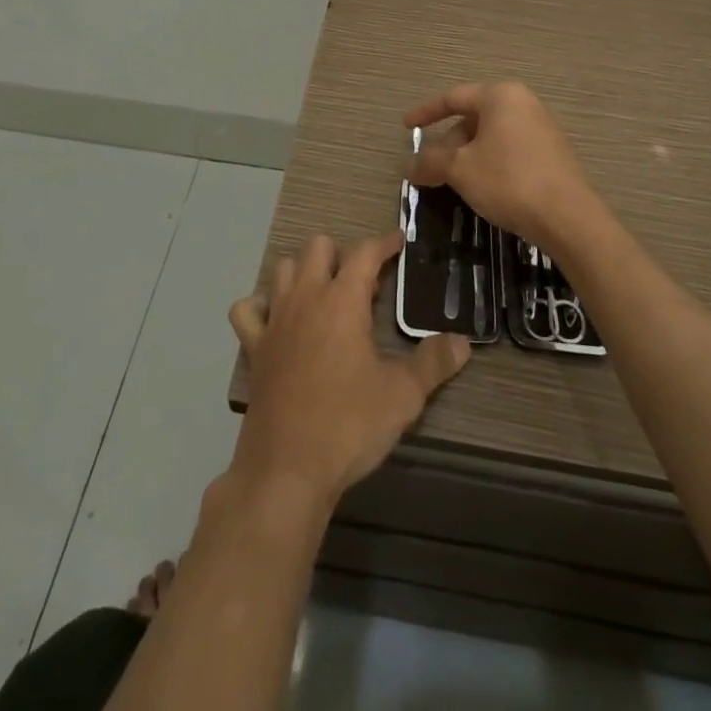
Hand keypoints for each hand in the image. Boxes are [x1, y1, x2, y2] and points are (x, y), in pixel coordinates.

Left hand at [227, 233, 469, 505]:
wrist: (287, 470)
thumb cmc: (348, 425)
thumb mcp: (402, 396)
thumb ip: (433, 363)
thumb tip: (463, 342)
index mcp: (342, 301)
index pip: (364, 252)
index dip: (384, 242)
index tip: (399, 241)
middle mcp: (305, 298)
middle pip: (318, 247)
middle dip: (342, 254)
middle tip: (364, 285)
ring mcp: (274, 320)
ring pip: (282, 269)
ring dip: (304, 272)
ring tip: (326, 298)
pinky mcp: (254, 347)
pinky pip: (247, 311)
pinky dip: (260, 307)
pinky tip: (278, 322)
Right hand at [405, 81, 599, 255]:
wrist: (568, 218)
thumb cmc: (508, 181)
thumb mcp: (460, 170)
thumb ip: (430, 162)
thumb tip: (406, 165)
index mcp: (501, 96)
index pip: (453, 98)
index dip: (425, 113)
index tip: (406, 127)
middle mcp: (523, 103)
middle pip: (473, 119)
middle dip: (448, 144)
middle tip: (430, 170)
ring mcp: (542, 128)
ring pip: (491, 137)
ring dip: (467, 157)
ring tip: (452, 182)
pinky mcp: (552, 153)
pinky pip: (510, 150)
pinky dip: (489, 163)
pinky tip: (482, 189)